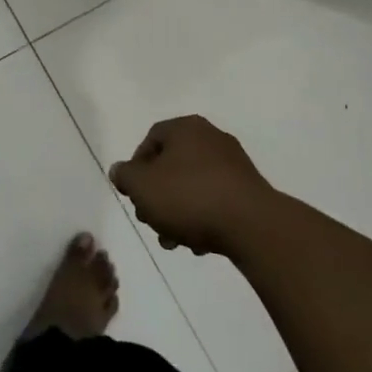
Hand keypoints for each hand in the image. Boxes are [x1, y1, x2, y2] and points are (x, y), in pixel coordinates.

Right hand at [109, 116, 276, 256]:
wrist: (251, 225)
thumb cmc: (189, 197)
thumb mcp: (142, 186)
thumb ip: (125, 176)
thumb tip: (120, 171)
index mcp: (186, 128)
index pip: (151, 139)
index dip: (136, 167)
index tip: (134, 195)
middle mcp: (211, 137)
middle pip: (172, 165)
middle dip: (157, 196)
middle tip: (151, 221)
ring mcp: (234, 163)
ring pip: (192, 185)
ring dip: (178, 212)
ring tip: (174, 241)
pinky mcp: (249, 189)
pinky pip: (215, 199)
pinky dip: (203, 216)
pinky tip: (199, 243)